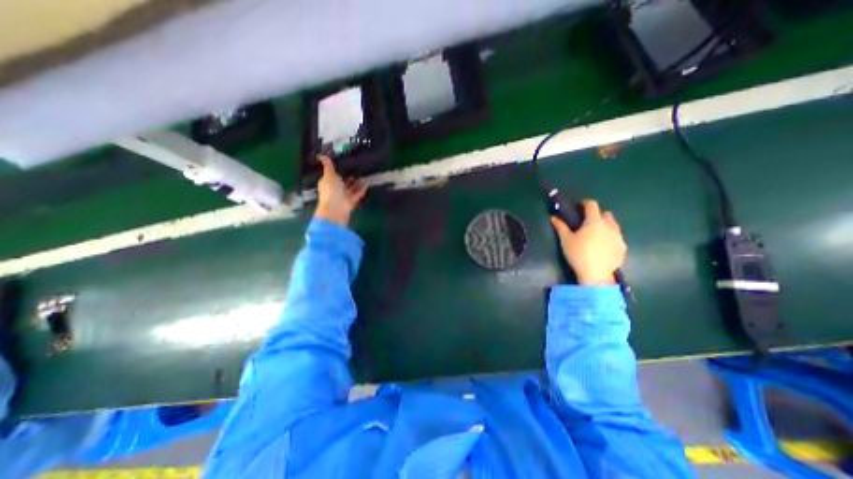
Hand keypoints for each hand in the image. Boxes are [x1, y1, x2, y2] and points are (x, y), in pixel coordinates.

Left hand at [313, 155, 366, 225]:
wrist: (337, 207)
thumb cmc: (331, 190)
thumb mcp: (329, 175)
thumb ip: (328, 166)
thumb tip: (320, 155)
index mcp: (328, 183)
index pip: (332, 176)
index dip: (337, 171)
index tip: (345, 164)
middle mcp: (335, 189)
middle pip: (343, 182)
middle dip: (349, 177)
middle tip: (357, 169)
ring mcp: (343, 196)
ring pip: (351, 188)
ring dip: (357, 183)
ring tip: (364, 175)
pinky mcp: (351, 201)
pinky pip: (357, 194)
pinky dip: (361, 189)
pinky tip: (367, 184)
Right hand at [549, 199, 624, 284]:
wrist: (595, 274)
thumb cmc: (578, 254)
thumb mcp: (566, 240)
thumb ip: (560, 227)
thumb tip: (553, 217)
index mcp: (594, 221)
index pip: (592, 205)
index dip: (585, 203)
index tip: (579, 206)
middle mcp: (609, 226)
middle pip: (605, 214)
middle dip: (597, 215)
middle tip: (586, 222)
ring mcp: (618, 237)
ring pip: (613, 225)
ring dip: (605, 225)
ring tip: (595, 234)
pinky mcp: (622, 247)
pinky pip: (617, 237)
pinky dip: (610, 237)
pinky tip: (602, 246)